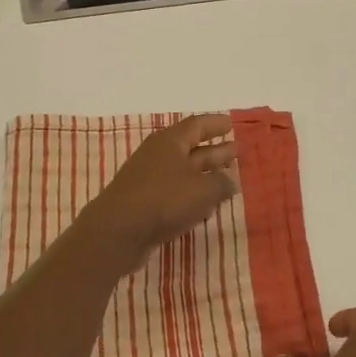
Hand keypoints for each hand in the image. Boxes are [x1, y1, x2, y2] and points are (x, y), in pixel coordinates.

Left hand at [73, 113, 238, 272]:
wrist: (117, 232)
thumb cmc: (163, 200)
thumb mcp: (202, 189)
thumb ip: (221, 183)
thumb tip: (229, 181)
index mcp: (170, 142)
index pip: (197, 125)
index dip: (216, 124)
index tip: (232, 124)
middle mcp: (158, 156)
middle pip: (192, 148)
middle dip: (215, 150)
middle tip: (237, 151)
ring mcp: (149, 180)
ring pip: (184, 172)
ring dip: (205, 175)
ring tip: (228, 179)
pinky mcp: (145, 203)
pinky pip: (175, 194)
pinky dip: (192, 196)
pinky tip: (207, 206)